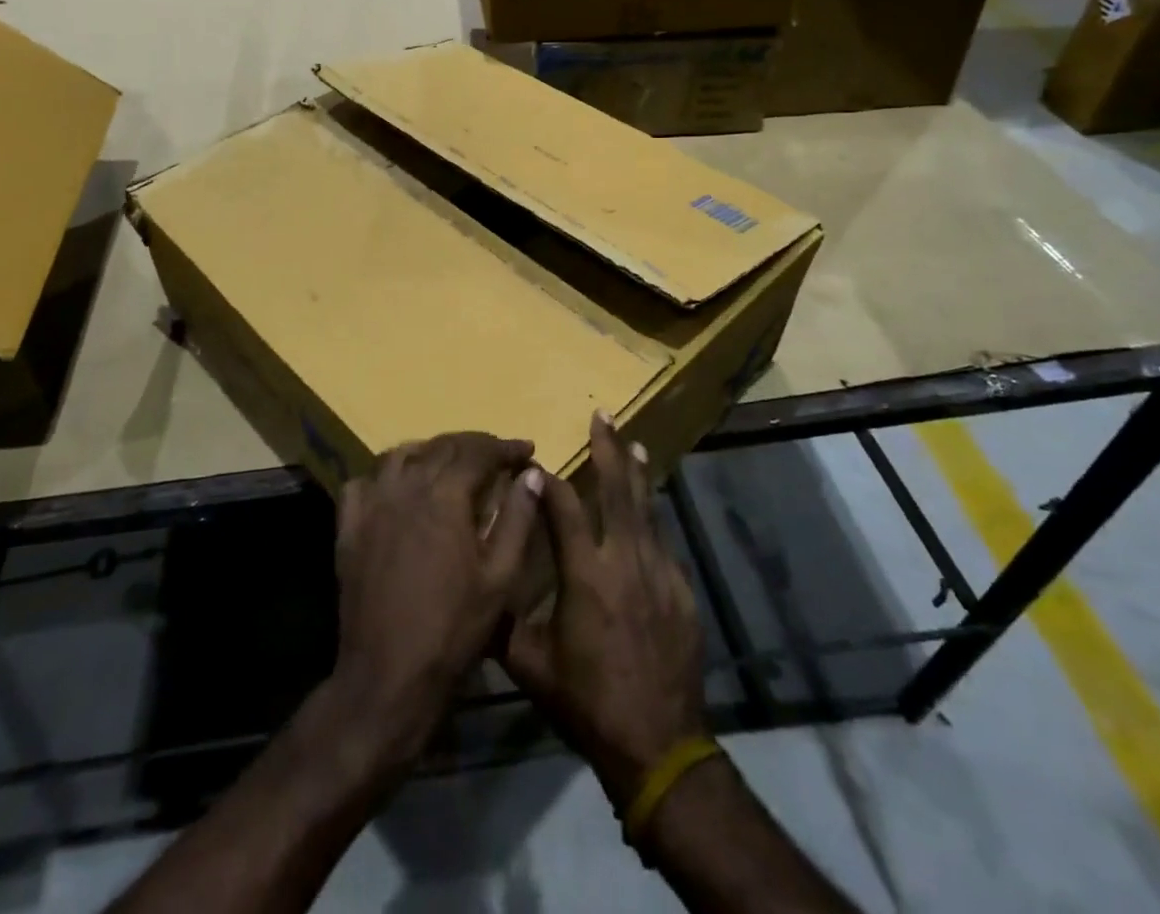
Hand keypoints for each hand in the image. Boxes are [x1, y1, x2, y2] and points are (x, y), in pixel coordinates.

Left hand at [332, 433, 544, 765]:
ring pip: (401, 455)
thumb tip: (530, 473)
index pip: (479, 452)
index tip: (527, 449)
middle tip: (497, 455)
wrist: (389, 675)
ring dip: (431, 451)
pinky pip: (364, 482)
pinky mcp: (349, 526)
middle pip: (442, 447)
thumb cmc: (454, 629)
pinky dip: (386, 474)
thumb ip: (518, 518)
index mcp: (445, 495)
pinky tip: (399, 487)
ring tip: (451, 463)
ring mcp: (372, 504)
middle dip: (474, 445)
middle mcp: (406, 487)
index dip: (505, 447)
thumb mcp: (500, 576)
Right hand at [504, 413, 706, 810]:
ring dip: (638, 474)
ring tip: (634, 444)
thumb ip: (503, 621)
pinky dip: (651, 519)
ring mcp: (660, 573)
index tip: (538, 462)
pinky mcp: (682, 591)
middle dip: (609, 448)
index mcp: (585, 574)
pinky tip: (647, 514)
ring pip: (648, 509)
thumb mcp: (530, 666)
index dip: (550, 480)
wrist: (659, 744)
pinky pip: (662, 543)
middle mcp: (625, 561)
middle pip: (619, 489)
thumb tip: (478, 588)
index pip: (565, 507)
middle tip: (603, 416)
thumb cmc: (587, 702)